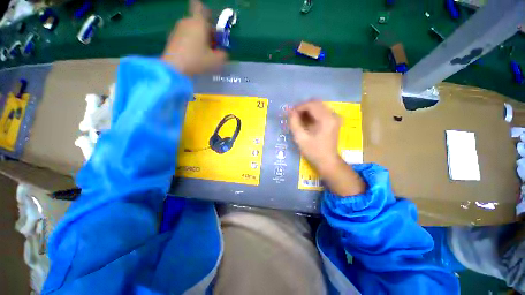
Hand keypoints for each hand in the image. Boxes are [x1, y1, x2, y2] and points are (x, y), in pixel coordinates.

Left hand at [162, 0, 226, 75]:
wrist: (174, 68)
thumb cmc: (197, 61)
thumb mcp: (216, 61)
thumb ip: (223, 55)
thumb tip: (223, 52)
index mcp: (198, 23)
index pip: (200, 7)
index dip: (206, 12)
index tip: (211, 22)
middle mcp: (186, 22)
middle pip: (198, 21)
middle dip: (206, 30)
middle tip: (213, 45)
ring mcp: (177, 30)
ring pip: (191, 29)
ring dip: (199, 37)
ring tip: (204, 52)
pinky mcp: (172, 39)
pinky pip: (184, 36)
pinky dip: (191, 43)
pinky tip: (194, 55)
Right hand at [289, 100, 340, 173]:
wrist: (327, 162)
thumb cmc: (314, 151)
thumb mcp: (300, 138)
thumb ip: (294, 123)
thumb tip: (290, 111)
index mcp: (326, 119)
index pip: (311, 104)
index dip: (299, 107)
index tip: (290, 114)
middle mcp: (333, 115)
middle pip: (315, 103)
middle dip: (302, 108)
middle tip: (293, 116)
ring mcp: (334, 117)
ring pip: (318, 107)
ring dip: (306, 111)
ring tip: (297, 119)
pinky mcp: (333, 121)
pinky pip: (320, 112)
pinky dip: (311, 114)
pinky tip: (305, 122)